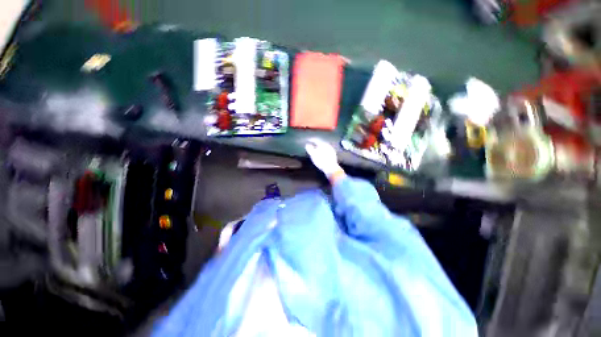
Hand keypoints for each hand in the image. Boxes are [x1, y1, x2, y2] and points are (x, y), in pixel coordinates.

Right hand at [305, 138, 344, 178]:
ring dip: (320, 147)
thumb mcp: (313, 154)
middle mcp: (328, 145)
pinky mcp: (333, 155)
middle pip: (321, 142)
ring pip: (324, 146)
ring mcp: (331, 150)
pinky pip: (327, 150)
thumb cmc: (321, 161)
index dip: (311, 139)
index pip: (316, 140)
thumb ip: (310, 149)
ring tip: (316, 149)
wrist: (331, 168)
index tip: (308, 140)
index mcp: (323, 144)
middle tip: (312, 144)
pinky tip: (321, 154)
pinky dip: (323, 151)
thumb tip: (307, 144)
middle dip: (316, 143)